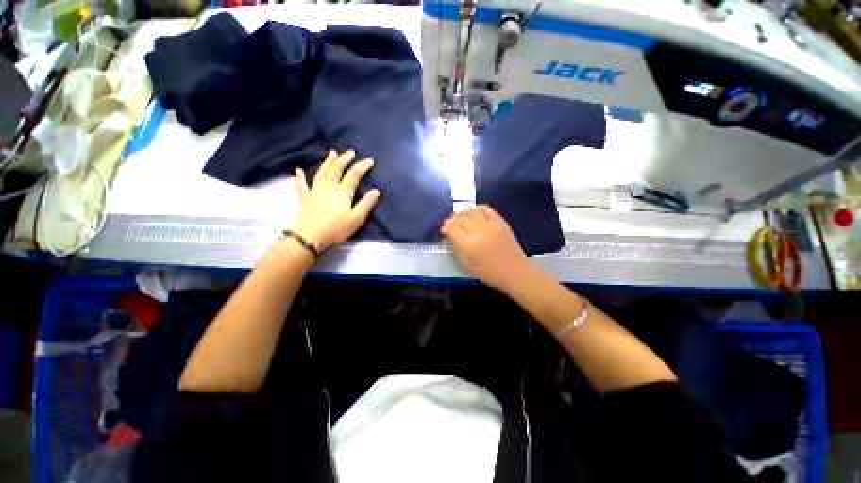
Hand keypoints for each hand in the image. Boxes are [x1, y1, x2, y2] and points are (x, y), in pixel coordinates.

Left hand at [293, 149, 379, 250]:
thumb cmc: (336, 228)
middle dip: (344, 159)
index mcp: (342, 192)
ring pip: (322, 172)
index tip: (370, 160)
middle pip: (336, 168)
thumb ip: (366, 204)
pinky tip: (299, 169)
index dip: (362, 166)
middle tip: (351, 152)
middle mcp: (328, 187)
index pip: (354, 174)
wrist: (310, 236)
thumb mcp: (356, 218)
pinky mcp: (306, 197)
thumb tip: (376, 191)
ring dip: (328, 161)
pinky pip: (302, 184)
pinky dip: (301, 176)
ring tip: (332, 153)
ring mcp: (315, 190)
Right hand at [440, 205, 529, 292]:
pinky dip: (476, 209)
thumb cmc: (488, 272)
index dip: (445, 228)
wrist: (514, 271)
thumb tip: (451, 236)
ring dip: (462, 213)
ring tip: (459, 218)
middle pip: (460, 219)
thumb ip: (457, 247)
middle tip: (448, 223)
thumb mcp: (467, 264)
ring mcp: (490, 224)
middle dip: (452, 220)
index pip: (452, 229)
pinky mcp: (500, 221)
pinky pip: (486, 209)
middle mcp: (478, 230)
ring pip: (471, 211)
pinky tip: (473, 213)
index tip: (443, 230)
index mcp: (469, 244)